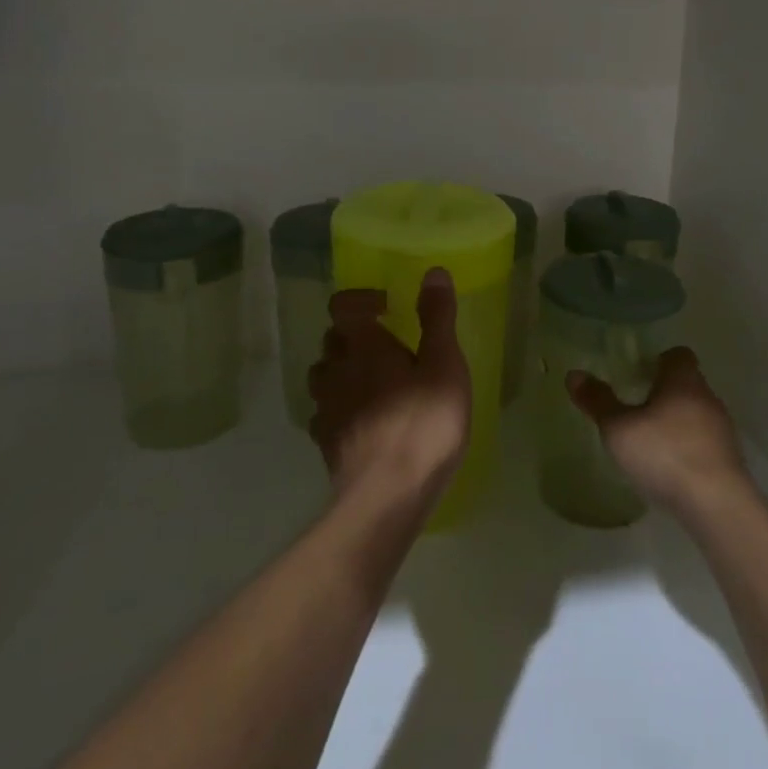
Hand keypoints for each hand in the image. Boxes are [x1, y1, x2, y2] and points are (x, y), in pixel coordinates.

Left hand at [309, 268, 470, 511]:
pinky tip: (362, 421)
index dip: (360, 300)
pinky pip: (325, 412)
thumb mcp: (444, 365)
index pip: (343, 306)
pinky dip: (339, 407)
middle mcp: (336, 371)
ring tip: (372, 382)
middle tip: (387, 346)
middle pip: (332, 340)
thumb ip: (437, 318)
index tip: (387, 310)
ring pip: (324, 376)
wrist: (387, 496)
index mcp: (364, 346)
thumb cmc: (423, 423)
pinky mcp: (325, 443)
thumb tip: (433, 272)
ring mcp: (326, 409)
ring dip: (342, 371)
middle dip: (354, 336)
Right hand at [567, 347, 749, 516]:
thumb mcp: (619, 429)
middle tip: (635, 406)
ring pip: (696, 413)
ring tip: (649, 439)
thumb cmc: (664, 454)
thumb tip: (574, 374)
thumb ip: (598, 401)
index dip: (658, 359)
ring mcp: (722, 429)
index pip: (678, 354)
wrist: (716, 503)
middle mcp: (707, 397)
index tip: (637, 373)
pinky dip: (687, 446)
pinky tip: (669, 466)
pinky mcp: (728, 458)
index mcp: (683, 380)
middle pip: (686, 383)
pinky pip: (703, 441)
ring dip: (676, 421)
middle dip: (663, 392)